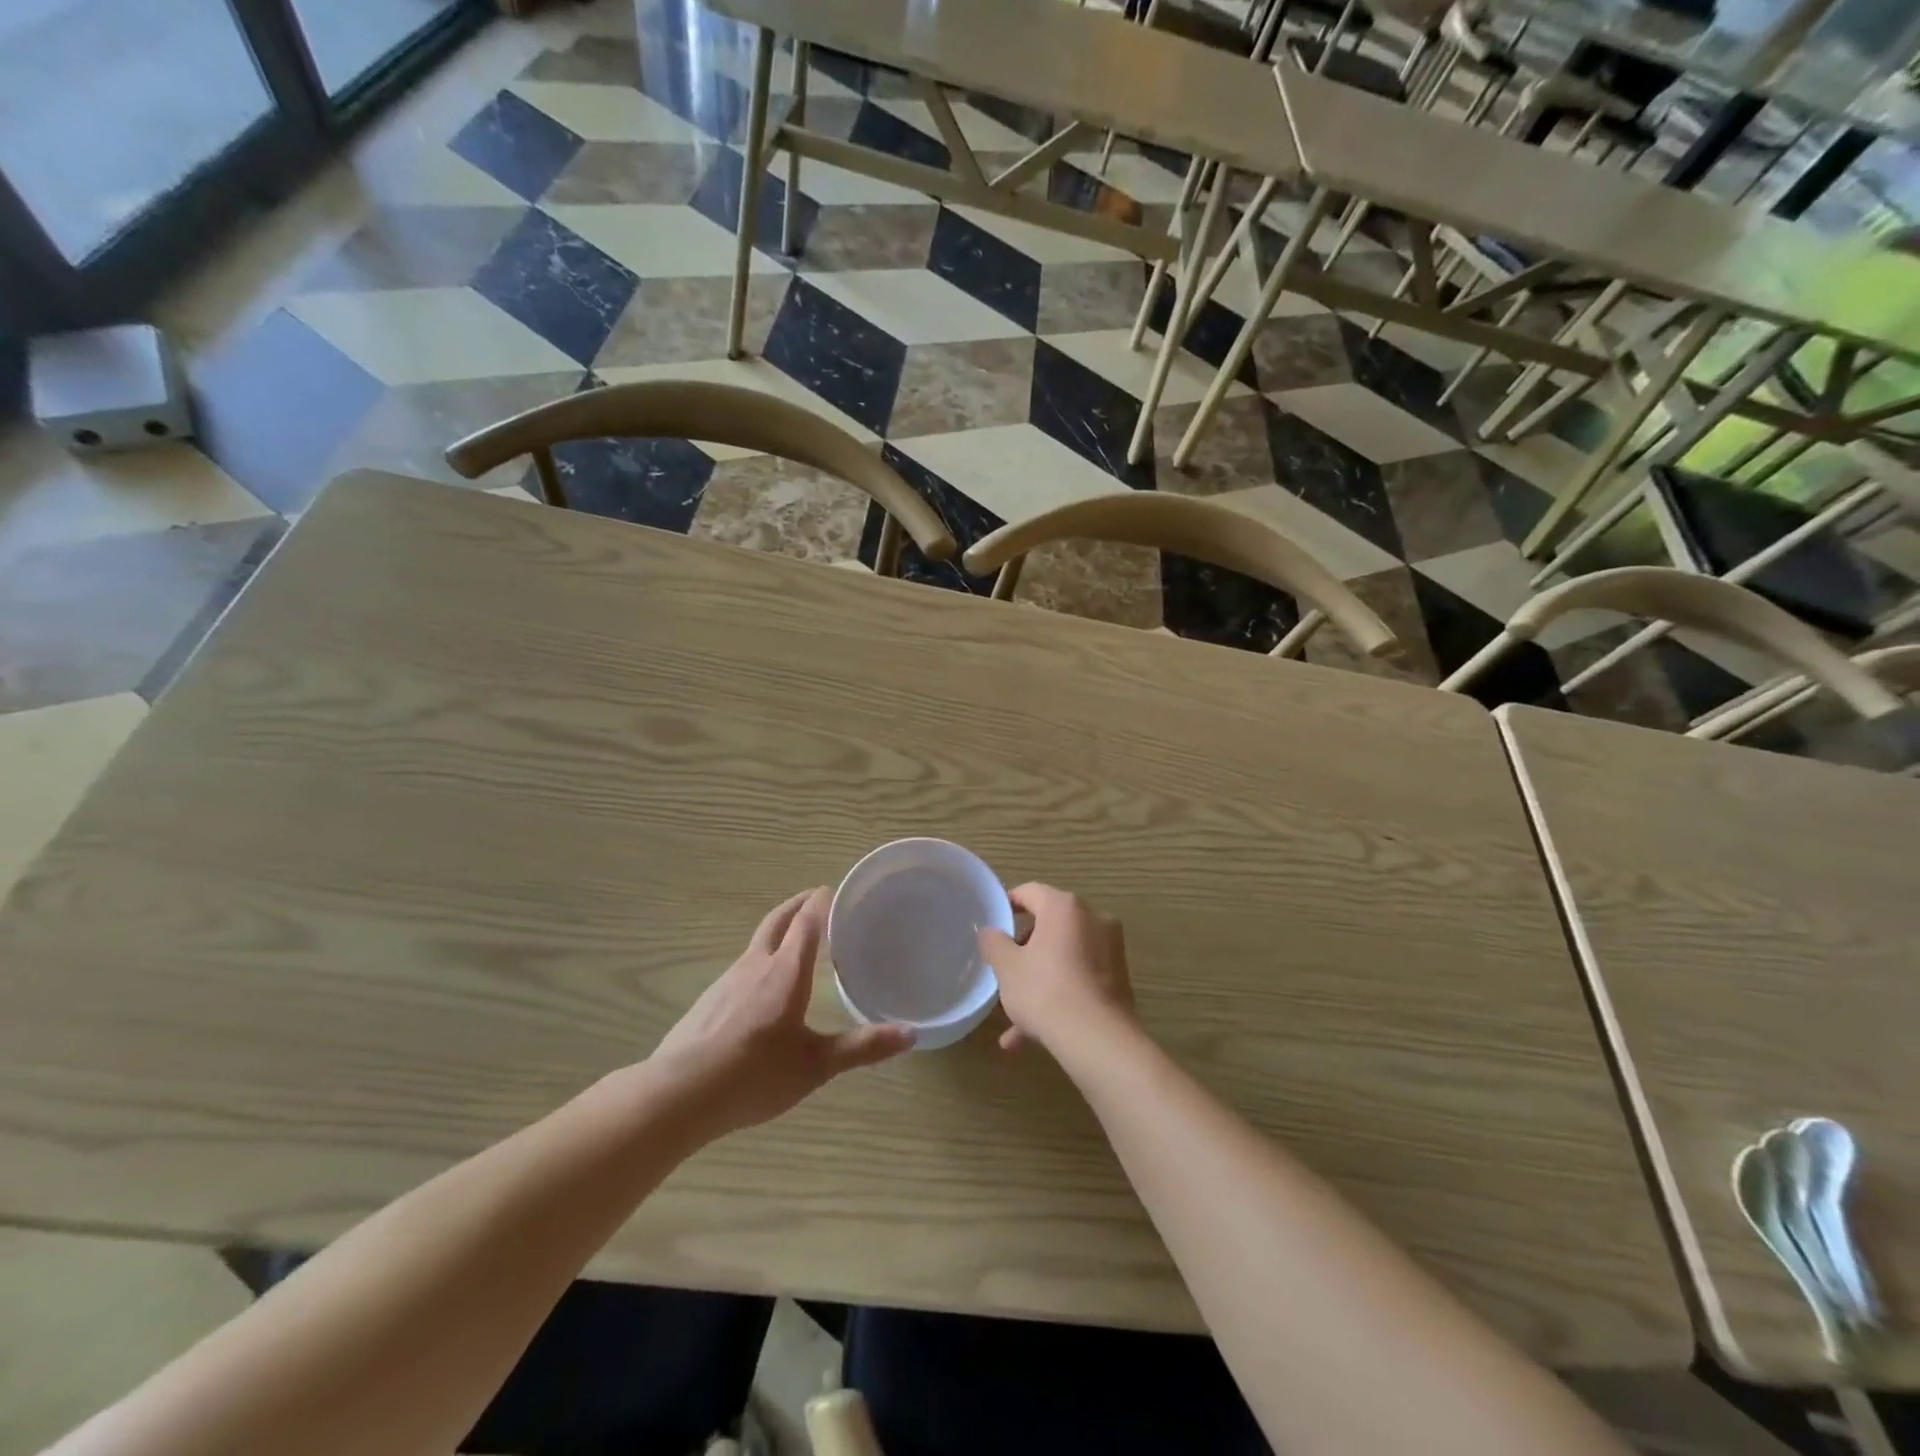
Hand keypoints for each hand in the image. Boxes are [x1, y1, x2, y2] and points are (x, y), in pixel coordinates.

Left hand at [651, 889, 913, 1137]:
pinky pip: (741, 968)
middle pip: (777, 921)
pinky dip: (759, 961)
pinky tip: (760, 988)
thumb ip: (862, 1047)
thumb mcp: (816, 1065)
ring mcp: (726, 981)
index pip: (807, 922)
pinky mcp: (707, 1001)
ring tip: (795, 942)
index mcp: (785, 972)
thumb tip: (912, 1034)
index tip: (835, 890)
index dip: (821, 903)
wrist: (678, 1095)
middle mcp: (755, 966)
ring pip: (756, 944)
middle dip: (797, 905)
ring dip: (778, 932)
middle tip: (815, 898)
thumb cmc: (754, 1074)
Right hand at [978, 883, 1135, 1056]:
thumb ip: (994, 943)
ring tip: (1014, 1019)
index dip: (1009, 904)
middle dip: (1024, 950)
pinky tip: (1032, 1036)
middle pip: (1050, 925)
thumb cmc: (1045, 991)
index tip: (994, 923)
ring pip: (1064, 958)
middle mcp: (1093, 919)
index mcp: (1064, 907)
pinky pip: (1080, 979)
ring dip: (1039, 981)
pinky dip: (1059, 996)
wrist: (1097, 1039)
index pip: (1030, 892)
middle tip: (1005, 971)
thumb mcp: (1007, 967)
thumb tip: (989, 931)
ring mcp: (1110, 949)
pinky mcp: (1119, 979)